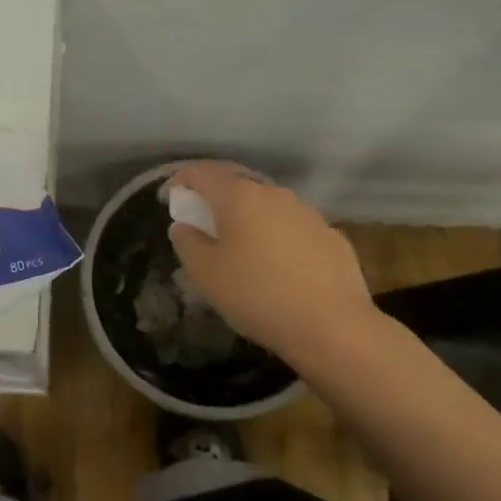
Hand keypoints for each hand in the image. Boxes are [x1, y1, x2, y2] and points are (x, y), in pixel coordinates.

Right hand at [165, 161, 378, 370]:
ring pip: (268, 206)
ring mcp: (307, 214)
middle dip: (215, 199)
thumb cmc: (256, 294)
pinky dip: (277, 237)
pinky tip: (278, 263)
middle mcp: (274, 195)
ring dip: (249, 217)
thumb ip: (187, 243)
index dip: (180, 181)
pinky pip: (294, 228)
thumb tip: (183, 226)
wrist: (333, 327)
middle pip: (237, 186)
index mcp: (239, 196)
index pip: (201, 174)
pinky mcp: (332, 237)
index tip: (167, 197)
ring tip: (240, 243)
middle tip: (201, 220)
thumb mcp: (205, 273)